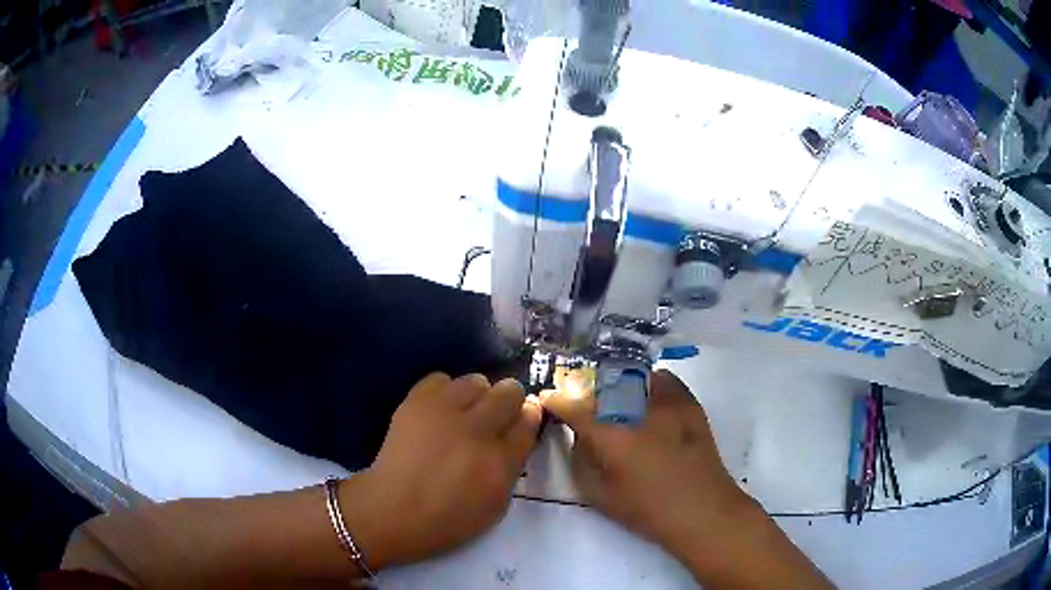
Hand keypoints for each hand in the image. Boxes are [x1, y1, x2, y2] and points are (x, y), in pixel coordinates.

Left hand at [343, 373, 541, 569]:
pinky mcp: (416, 402)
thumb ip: (512, 467)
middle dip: (508, 400)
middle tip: (494, 416)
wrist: (394, 510)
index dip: (529, 416)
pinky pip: (440, 379)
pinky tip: (438, 411)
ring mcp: (445, 412)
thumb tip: (517, 434)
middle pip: (510, 391)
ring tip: (463, 413)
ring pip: (475, 380)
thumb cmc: (449, 518)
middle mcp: (478, 430)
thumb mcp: (496, 504)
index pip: (529, 420)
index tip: (522, 418)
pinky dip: (443, 392)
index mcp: (501, 461)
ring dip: (475, 395)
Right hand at [541, 369, 751, 560]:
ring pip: (632, 376)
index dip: (556, 400)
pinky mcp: (689, 402)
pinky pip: (661, 379)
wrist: (702, 509)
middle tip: (580, 403)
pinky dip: (646, 384)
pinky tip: (644, 400)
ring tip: (612, 400)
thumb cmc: (647, 510)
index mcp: (613, 436)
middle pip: (601, 385)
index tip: (548, 398)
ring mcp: (668, 402)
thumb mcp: (599, 495)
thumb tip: (578, 435)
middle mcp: (639, 410)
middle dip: (584, 391)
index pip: (574, 406)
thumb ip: (581, 460)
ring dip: (614, 385)